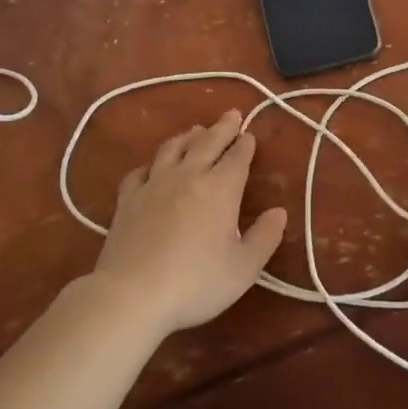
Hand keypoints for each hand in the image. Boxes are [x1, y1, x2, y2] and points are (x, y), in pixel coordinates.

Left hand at [89, 109, 288, 336]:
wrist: (133, 294)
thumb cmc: (197, 282)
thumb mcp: (244, 267)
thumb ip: (265, 236)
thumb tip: (279, 211)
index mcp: (221, 188)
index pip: (238, 157)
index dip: (246, 144)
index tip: (250, 135)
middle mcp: (188, 176)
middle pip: (207, 142)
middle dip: (222, 127)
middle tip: (231, 114)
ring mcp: (154, 184)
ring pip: (172, 149)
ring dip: (187, 137)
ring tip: (195, 131)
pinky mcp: (127, 199)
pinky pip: (140, 171)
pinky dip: (151, 164)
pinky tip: (152, 167)